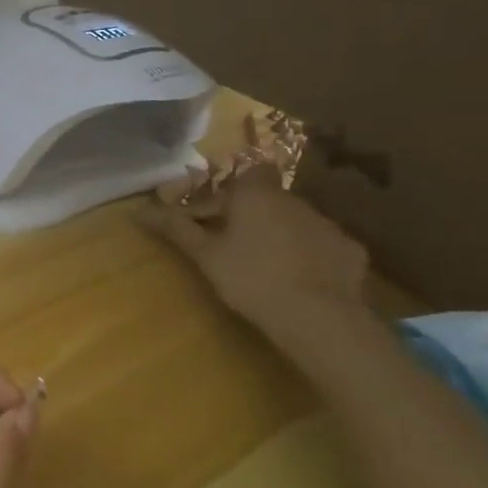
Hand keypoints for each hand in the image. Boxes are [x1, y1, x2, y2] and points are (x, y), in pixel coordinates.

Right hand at [143, 171, 368, 335]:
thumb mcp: (205, 255)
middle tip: (229, 244)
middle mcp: (295, 200)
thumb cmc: (250, 277)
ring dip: (278, 234)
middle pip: (267, 198)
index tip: (214, 213)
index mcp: (257, 195)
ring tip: (263, 265)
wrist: (318, 316)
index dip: (231, 188)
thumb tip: (138, 210)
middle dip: (249, 215)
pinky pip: (320, 245)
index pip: (246, 171)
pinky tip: (298, 279)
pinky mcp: (349, 251)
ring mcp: (327, 225)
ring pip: (294, 221)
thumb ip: (175, 228)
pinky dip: (307, 255)